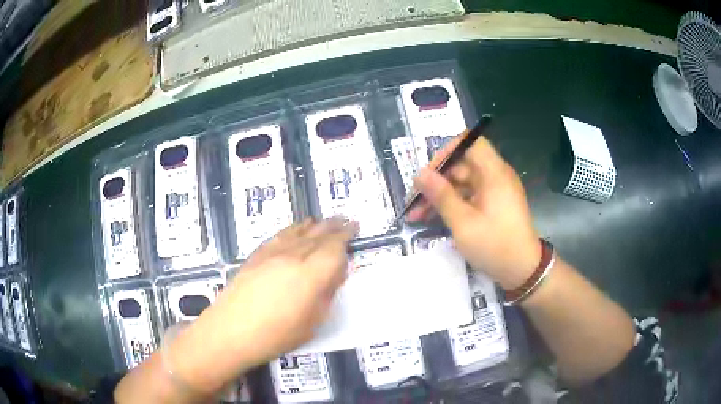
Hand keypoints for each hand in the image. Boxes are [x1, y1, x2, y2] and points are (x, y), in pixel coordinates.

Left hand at [166, 217, 357, 394]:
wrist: (231, 329)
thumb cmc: (276, 334)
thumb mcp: (313, 322)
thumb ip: (327, 294)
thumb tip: (335, 274)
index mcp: (311, 274)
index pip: (335, 248)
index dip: (346, 237)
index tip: (354, 229)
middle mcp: (294, 256)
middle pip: (318, 235)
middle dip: (335, 226)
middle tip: (347, 219)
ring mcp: (273, 253)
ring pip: (299, 231)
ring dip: (315, 224)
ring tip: (325, 220)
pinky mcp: (257, 255)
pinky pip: (280, 235)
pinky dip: (293, 228)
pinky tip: (297, 228)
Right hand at [407, 136, 539, 290]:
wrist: (523, 271)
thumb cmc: (495, 246)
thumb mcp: (464, 223)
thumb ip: (441, 196)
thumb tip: (420, 174)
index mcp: (494, 173)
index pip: (469, 142)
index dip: (447, 151)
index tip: (429, 173)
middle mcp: (495, 176)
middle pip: (461, 164)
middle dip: (436, 180)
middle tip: (414, 201)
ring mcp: (494, 190)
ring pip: (462, 182)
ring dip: (440, 195)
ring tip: (416, 215)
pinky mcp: (493, 204)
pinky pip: (468, 196)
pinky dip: (452, 204)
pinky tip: (432, 218)